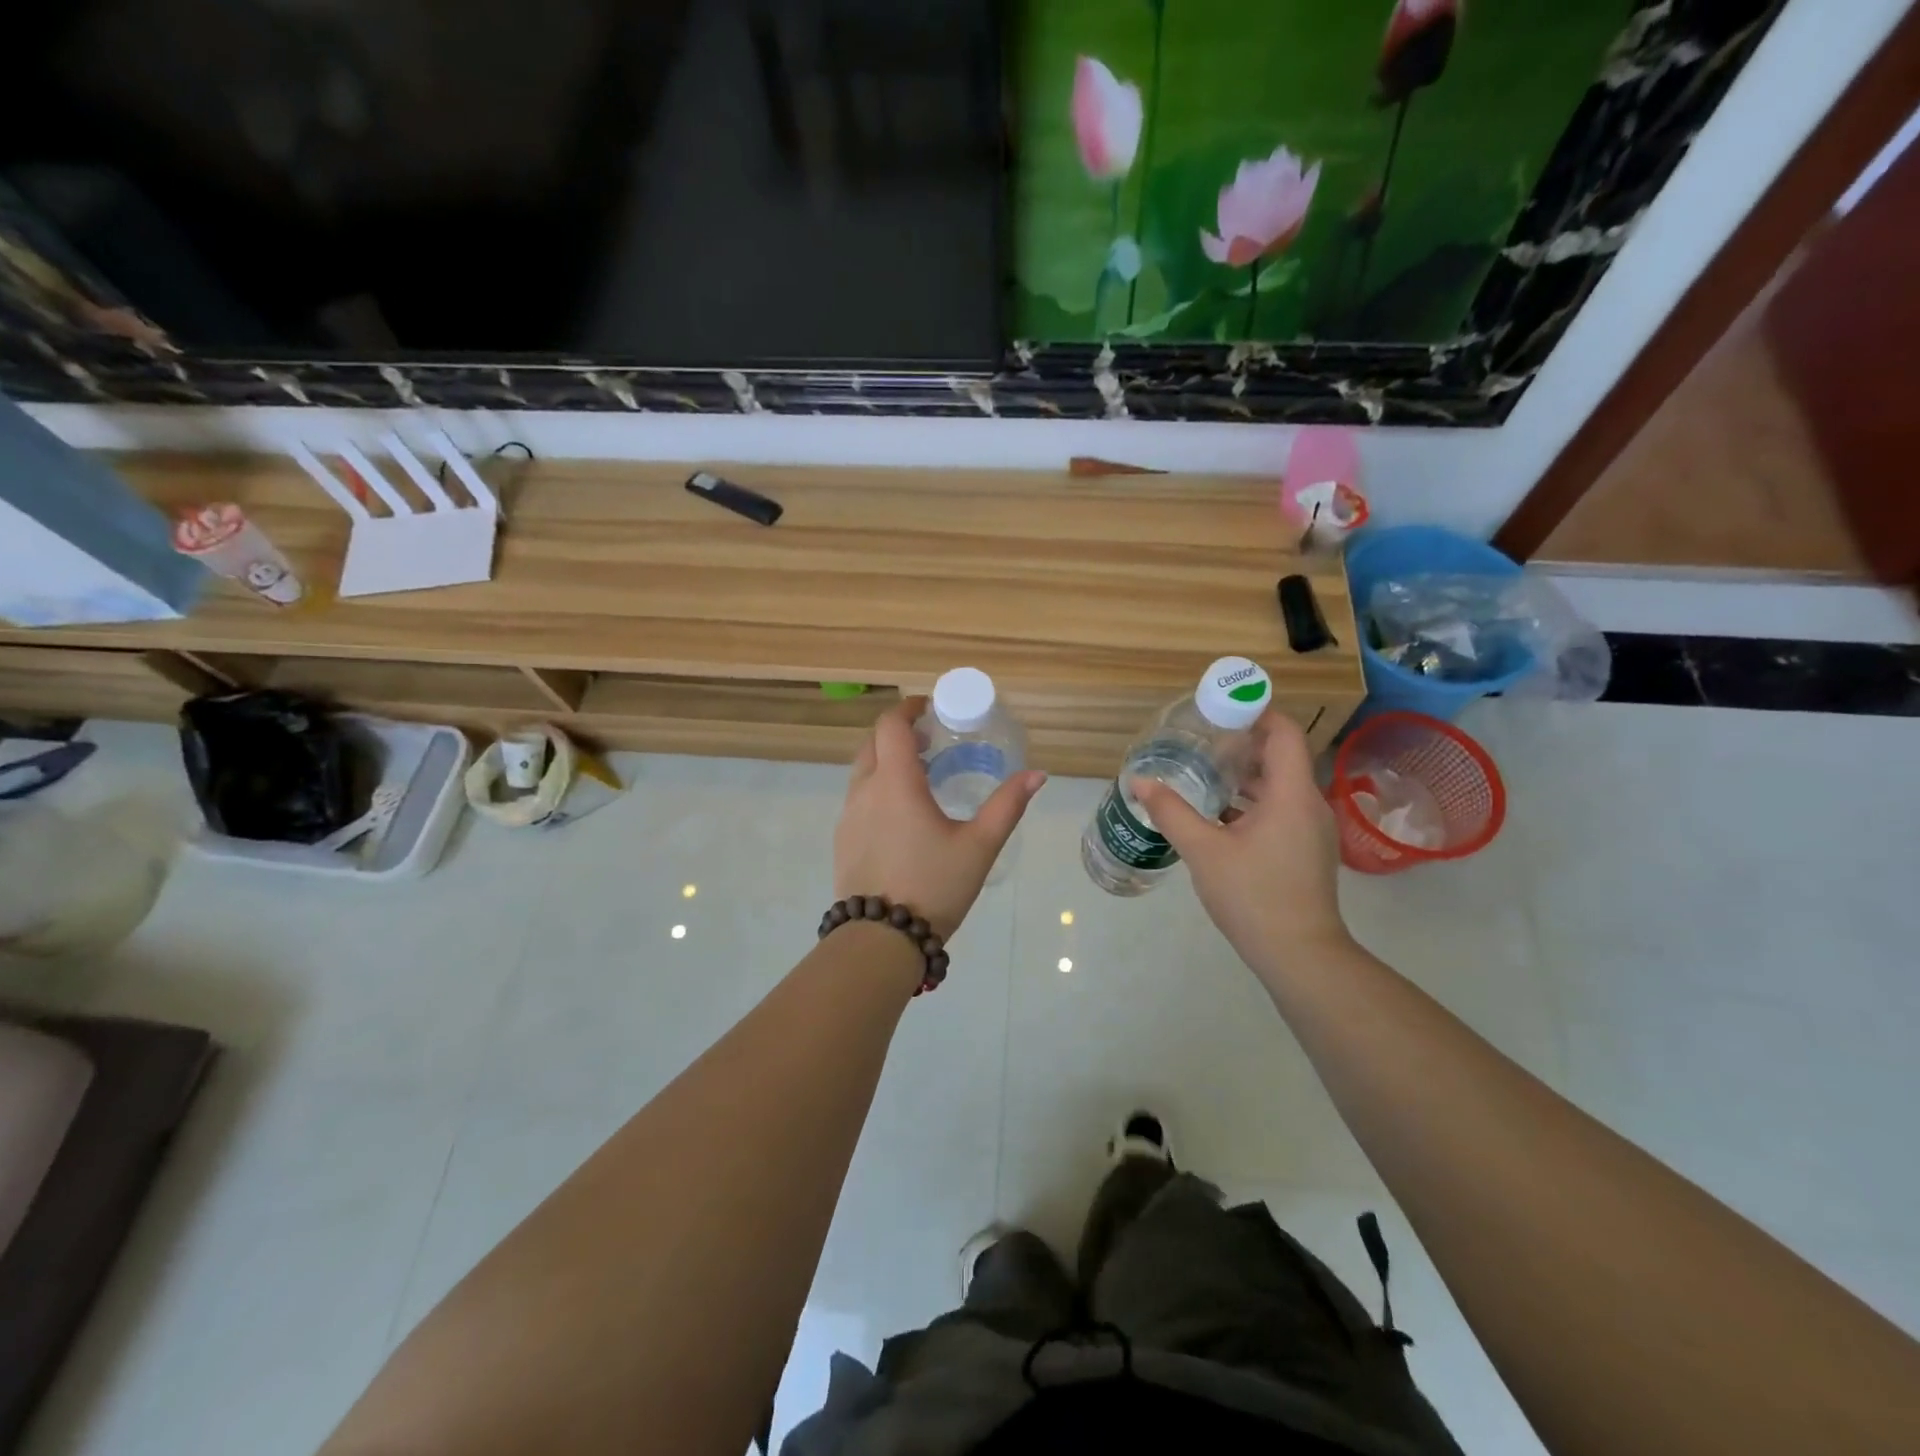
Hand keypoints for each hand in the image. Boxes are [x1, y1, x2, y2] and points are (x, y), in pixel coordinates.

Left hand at [835, 697, 1046, 940]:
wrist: (880, 940)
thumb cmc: (933, 886)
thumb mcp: (979, 846)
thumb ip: (1007, 806)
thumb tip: (1037, 775)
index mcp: (895, 783)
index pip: (891, 725)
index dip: (908, 709)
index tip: (930, 709)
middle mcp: (864, 791)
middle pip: (873, 744)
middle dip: (899, 735)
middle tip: (932, 744)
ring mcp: (848, 817)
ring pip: (863, 772)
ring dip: (887, 763)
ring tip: (922, 779)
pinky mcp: (842, 840)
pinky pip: (858, 799)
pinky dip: (878, 789)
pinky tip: (902, 817)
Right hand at [1131, 712, 1351, 978]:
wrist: (1299, 954)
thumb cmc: (1253, 895)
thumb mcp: (1203, 851)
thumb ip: (1171, 811)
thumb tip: (1139, 781)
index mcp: (1291, 794)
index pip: (1284, 733)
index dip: (1257, 713)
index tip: (1220, 709)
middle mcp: (1308, 804)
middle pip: (1281, 757)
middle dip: (1243, 743)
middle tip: (1201, 740)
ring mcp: (1311, 829)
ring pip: (1280, 785)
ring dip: (1246, 775)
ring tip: (1204, 771)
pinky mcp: (1305, 850)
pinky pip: (1280, 809)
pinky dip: (1252, 801)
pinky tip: (1219, 813)